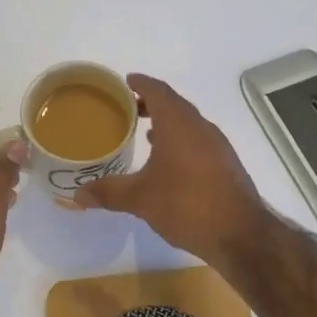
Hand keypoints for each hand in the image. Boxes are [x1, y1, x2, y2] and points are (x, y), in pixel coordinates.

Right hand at [74, 74, 267, 263]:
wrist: (240, 234)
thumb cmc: (187, 204)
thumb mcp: (140, 199)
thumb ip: (108, 192)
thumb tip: (76, 196)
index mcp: (178, 124)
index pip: (158, 91)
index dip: (141, 83)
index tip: (125, 82)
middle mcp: (200, 127)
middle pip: (174, 104)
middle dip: (151, 102)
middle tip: (127, 108)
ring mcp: (217, 145)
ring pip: (188, 123)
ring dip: (167, 122)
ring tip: (144, 133)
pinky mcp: (226, 164)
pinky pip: (198, 140)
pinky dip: (180, 140)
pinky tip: (169, 162)